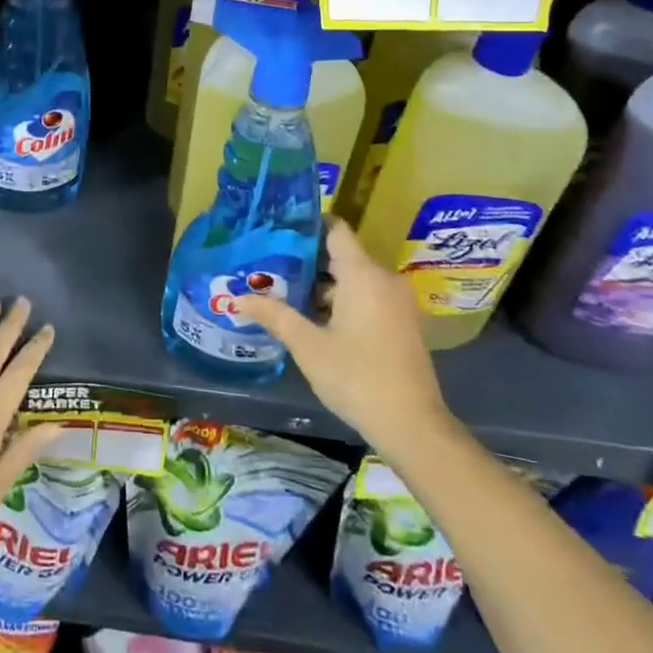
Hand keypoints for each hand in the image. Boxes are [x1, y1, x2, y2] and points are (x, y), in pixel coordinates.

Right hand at [235, 219, 449, 450]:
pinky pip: (368, 296)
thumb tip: (238, 298)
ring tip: (285, 293)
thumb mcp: (308, 346)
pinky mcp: (402, 323)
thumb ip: (275, 315)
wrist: (413, 427)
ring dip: (323, 285)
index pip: (335, 229)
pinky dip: (343, 301)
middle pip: (342, 255)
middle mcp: (384, 279)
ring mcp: (397, 302)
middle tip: (270, 266)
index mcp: (363, 274)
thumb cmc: (357, 378)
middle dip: (307, 260)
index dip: (307, 225)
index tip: (278, 229)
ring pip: (354, 279)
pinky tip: (315, 319)